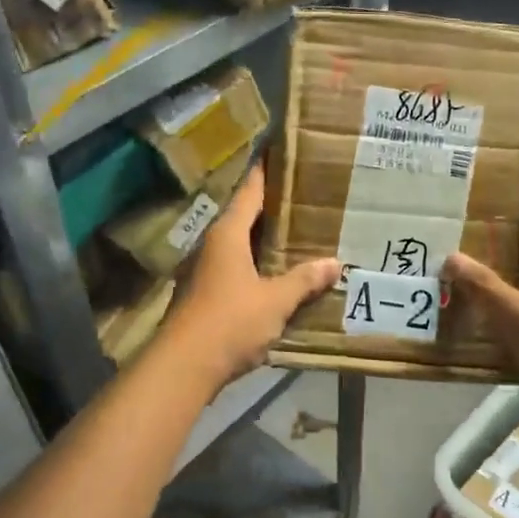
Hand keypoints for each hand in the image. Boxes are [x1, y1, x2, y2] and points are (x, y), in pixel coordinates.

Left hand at [163, 164, 338, 390]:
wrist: (184, 366)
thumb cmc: (230, 322)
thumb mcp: (275, 300)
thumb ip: (304, 280)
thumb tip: (334, 263)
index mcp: (228, 234)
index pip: (249, 191)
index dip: (265, 171)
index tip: (279, 151)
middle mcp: (213, 245)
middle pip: (245, 217)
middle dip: (272, 207)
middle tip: (305, 196)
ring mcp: (205, 271)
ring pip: (240, 245)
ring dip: (265, 239)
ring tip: (298, 233)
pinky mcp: (205, 295)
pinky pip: (237, 269)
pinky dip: (258, 265)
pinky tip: (278, 274)